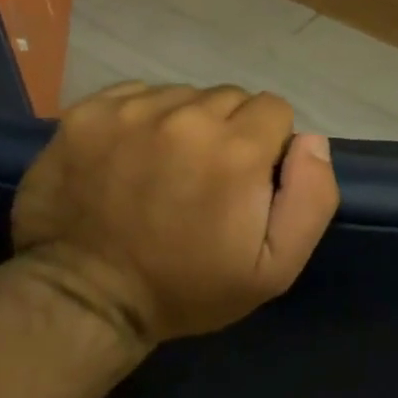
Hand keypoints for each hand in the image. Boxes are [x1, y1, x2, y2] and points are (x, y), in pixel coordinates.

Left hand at [11, 83, 338, 346]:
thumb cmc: (188, 288)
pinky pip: (138, 95)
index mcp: (237, 149)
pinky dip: (143, 119)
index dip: (268, 145)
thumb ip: (313, 197)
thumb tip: (311, 140)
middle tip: (205, 178)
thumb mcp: (275, 267)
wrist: (84, 302)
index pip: (275, 109)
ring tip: (165, 169)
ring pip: (184, 95)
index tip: (246, 181)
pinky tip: (131, 157)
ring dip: (185, 124)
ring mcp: (131, 110)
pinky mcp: (88, 113)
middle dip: (229, 131)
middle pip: (230, 97)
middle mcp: (187, 116)